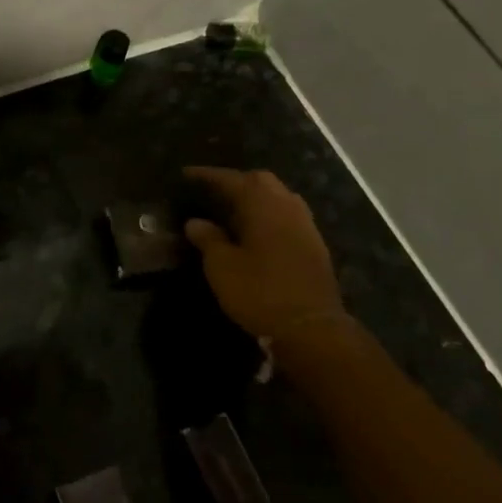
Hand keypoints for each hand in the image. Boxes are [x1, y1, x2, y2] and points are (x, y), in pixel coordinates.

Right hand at [183, 167, 349, 351]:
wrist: (311, 327)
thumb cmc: (259, 292)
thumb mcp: (222, 267)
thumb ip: (208, 238)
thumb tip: (195, 222)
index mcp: (262, 205)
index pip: (231, 179)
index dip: (208, 176)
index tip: (187, 175)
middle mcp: (287, 206)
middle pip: (261, 181)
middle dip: (236, 182)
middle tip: (213, 192)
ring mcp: (305, 225)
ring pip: (279, 197)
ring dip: (256, 198)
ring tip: (233, 210)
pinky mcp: (314, 245)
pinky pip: (288, 216)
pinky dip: (270, 215)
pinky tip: (257, 231)